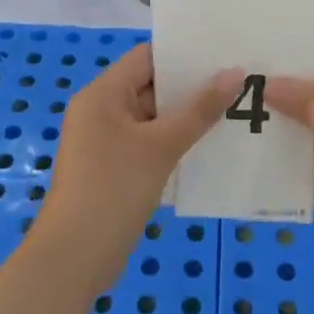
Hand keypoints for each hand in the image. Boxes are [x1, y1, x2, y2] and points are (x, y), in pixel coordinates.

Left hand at [38, 43, 237, 272]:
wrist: (74, 259)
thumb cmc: (114, 190)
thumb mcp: (161, 146)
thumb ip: (199, 110)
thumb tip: (235, 73)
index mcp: (102, 93)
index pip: (146, 57)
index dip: (183, 54)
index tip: (223, 54)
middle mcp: (100, 110)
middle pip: (150, 85)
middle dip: (191, 86)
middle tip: (239, 82)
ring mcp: (105, 141)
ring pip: (152, 117)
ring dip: (186, 117)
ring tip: (235, 110)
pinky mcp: (113, 168)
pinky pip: (148, 143)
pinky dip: (174, 142)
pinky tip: (209, 146)